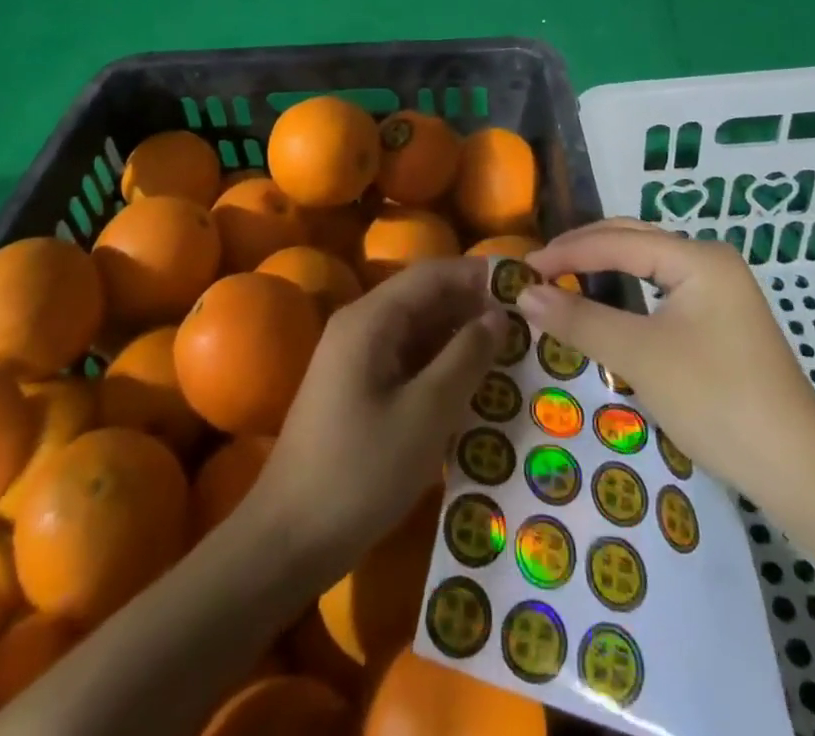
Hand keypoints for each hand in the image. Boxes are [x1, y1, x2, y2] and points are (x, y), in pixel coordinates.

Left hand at [251, 256, 505, 577]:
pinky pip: (406, 358)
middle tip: (527, 325)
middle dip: (473, 306)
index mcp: (370, 319)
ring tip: (511, 352)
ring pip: (417, 329)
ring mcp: (355, 357)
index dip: (478, 275)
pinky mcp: (356, 387)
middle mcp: (360, 325)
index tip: (525, 288)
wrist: (287, 540)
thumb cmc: (361, 471)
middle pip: (424, 297)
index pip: (432, 274)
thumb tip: (498, 315)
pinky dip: (440, 363)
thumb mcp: (426, 414)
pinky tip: (473, 384)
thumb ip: (466, 357)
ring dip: (459, 336)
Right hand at [522, 220, 814, 512]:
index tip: (522, 269)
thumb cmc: (716, 401)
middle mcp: (710, 261)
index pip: (617, 241)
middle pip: (633, 241)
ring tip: (561, 281)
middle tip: (537, 271)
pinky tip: (606, 306)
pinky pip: (661, 290)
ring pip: (647, 265)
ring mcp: (720, 291)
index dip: (566, 253)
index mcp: (698, 257)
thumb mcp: (639, 357)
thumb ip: (579, 319)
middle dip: (582, 252)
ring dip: (603, 270)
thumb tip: (522, 293)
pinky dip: (626, 294)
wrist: (799, 471)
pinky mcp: (721, 321)